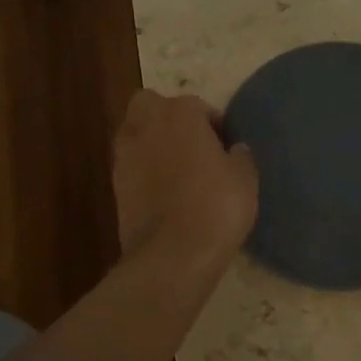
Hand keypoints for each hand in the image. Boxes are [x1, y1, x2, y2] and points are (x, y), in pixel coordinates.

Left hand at [114, 90, 258, 264]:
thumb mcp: (245, 179)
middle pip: (150, 105)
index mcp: (180, 114)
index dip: (213, 125)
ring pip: (135, 133)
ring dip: (152, 143)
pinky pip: (131, 165)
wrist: (173, 254)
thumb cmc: (216, 207)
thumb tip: (234, 149)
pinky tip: (163, 192)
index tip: (225, 147)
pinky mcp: (114, 184)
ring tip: (177, 170)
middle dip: (167, 117)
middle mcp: (146, 125)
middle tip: (192, 145)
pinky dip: (143, 170)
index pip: (197, 106)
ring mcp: (125, 154)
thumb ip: (240, 156)